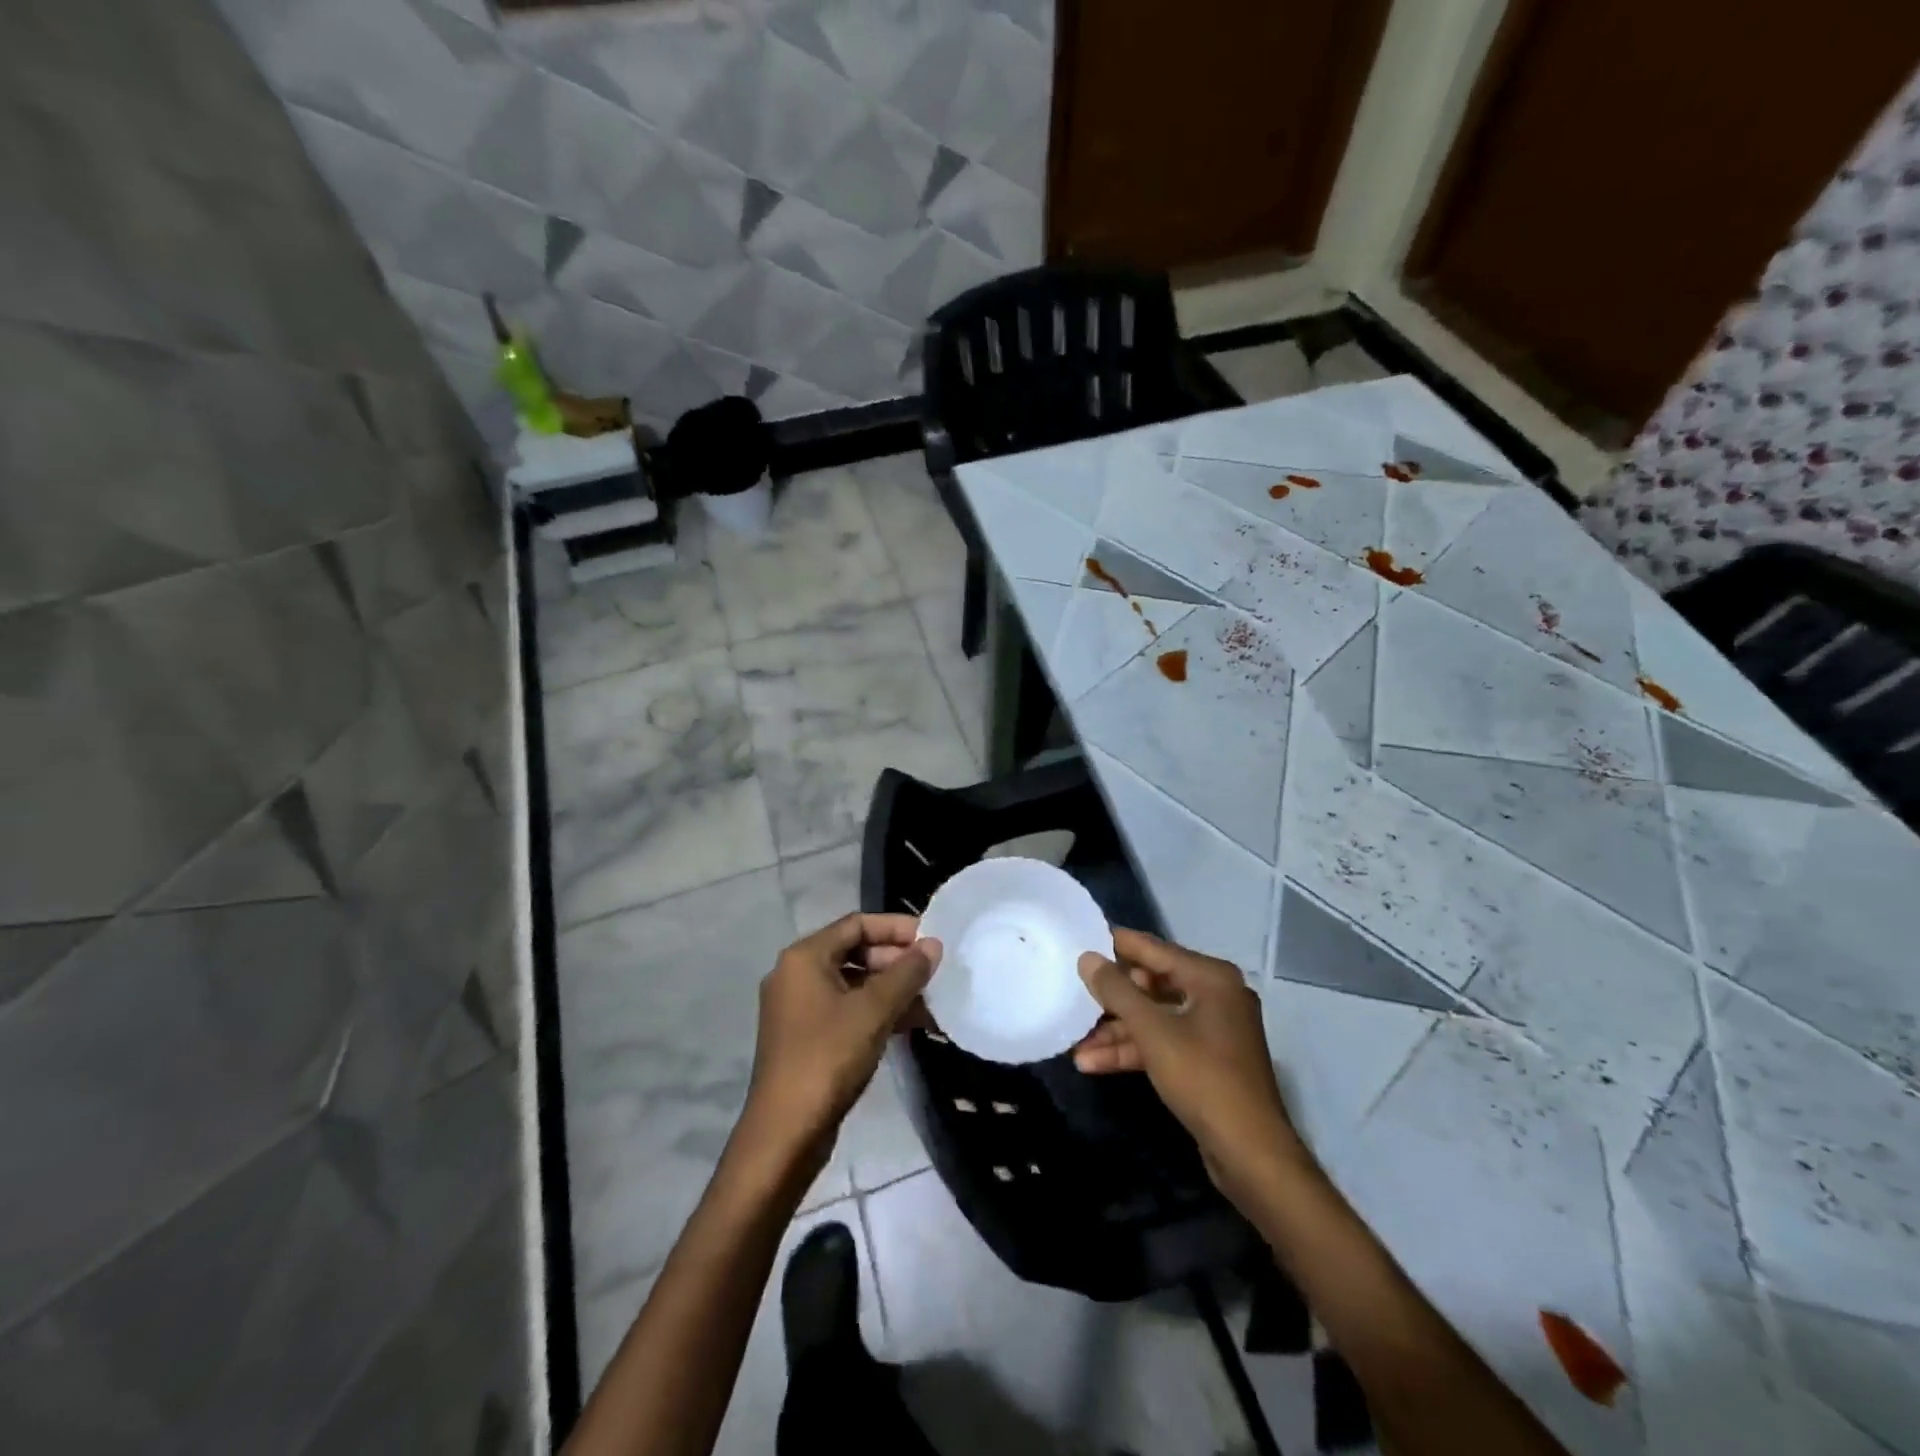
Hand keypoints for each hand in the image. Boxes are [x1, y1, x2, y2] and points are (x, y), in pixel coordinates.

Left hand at [741, 914, 939, 1165]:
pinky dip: (876, 1012)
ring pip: (853, 983)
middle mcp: (796, 974)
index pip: (856, 924)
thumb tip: (933, 945)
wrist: (785, 1132)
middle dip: (896, 960)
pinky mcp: (805, 1037)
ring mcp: (798, 1007)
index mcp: (804, 957)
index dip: (896, 928)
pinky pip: (846, 1009)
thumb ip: (906, 973)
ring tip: (929, 1002)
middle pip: (854, 951)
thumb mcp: (874, 1011)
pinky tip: (910, 1025)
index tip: (930, 939)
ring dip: (891, 989)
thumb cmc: (828, 1058)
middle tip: (933, 973)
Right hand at [1074, 929, 1308, 1199]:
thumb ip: (1117, 991)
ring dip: (1117, 1032)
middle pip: (1152, 984)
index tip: (1081, 939)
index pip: (1154, 949)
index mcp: (1210, 978)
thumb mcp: (1153, 1032)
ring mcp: (1212, 1029)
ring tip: (1076, 1044)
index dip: (1117, 945)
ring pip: (1154, 1018)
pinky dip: (1133, 1050)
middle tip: (1074, 995)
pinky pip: (1163, 1042)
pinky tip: (1094, 1063)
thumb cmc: (1203, 1078)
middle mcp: (1215, 995)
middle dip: (1113, 998)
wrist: (1251, 1153)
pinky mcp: (1206, 1059)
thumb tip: (1087, 958)